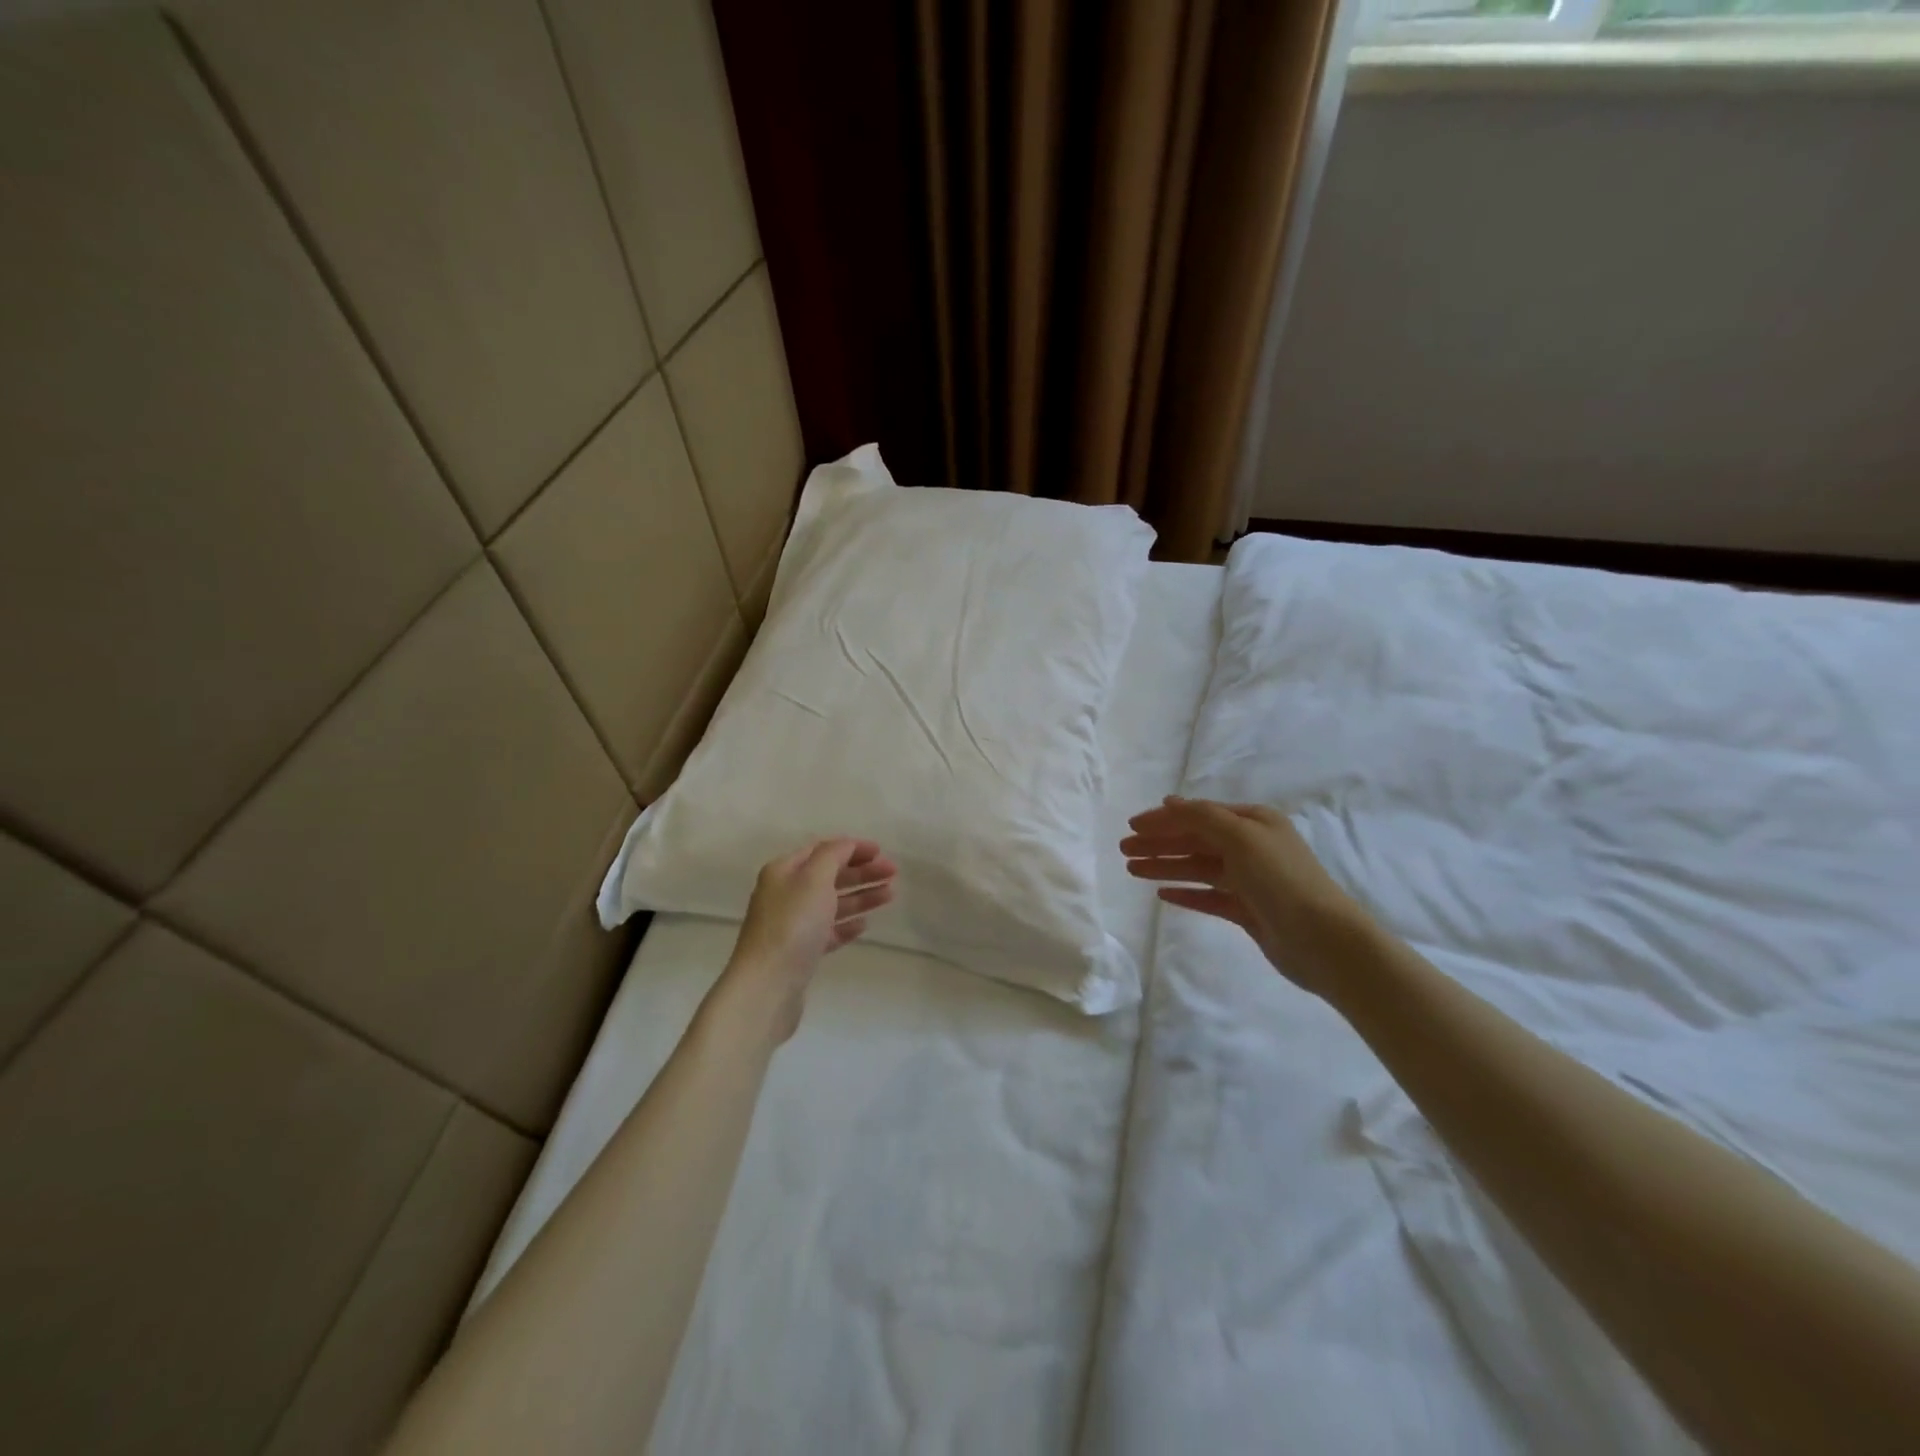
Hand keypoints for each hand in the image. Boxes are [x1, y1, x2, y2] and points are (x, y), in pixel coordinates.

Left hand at [725, 838, 896, 1041]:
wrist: (768, 985)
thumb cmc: (793, 925)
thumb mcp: (814, 879)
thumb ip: (833, 855)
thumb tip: (845, 845)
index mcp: (783, 871)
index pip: (822, 850)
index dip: (852, 848)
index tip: (881, 851)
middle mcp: (785, 894)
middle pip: (829, 876)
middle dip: (861, 872)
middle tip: (893, 873)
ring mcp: (792, 925)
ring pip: (832, 904)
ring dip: (861, 896)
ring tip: (890, 895)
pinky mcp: (800, 953)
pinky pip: (828, 931)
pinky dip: (847, 924)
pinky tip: (864, 925)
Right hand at [1121, 796, 1361, 998]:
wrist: (1323, 940)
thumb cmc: (1281, 879)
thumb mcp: (1240, 837)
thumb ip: (1201, 817)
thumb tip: (1169, 802)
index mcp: (1254, 822)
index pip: (1199, 814)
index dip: (1164, 819)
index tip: (1131, 825)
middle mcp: (1251, 846)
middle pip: (1195, 840)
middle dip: (1159, 843)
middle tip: (1124, 849)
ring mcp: (1250, 880)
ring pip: (1198, 868)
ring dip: (1166, 866)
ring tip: (1132, 870)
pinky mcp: (1248, 910)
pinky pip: (1208, 896)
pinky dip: (1186, 893)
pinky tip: (1162, 895)